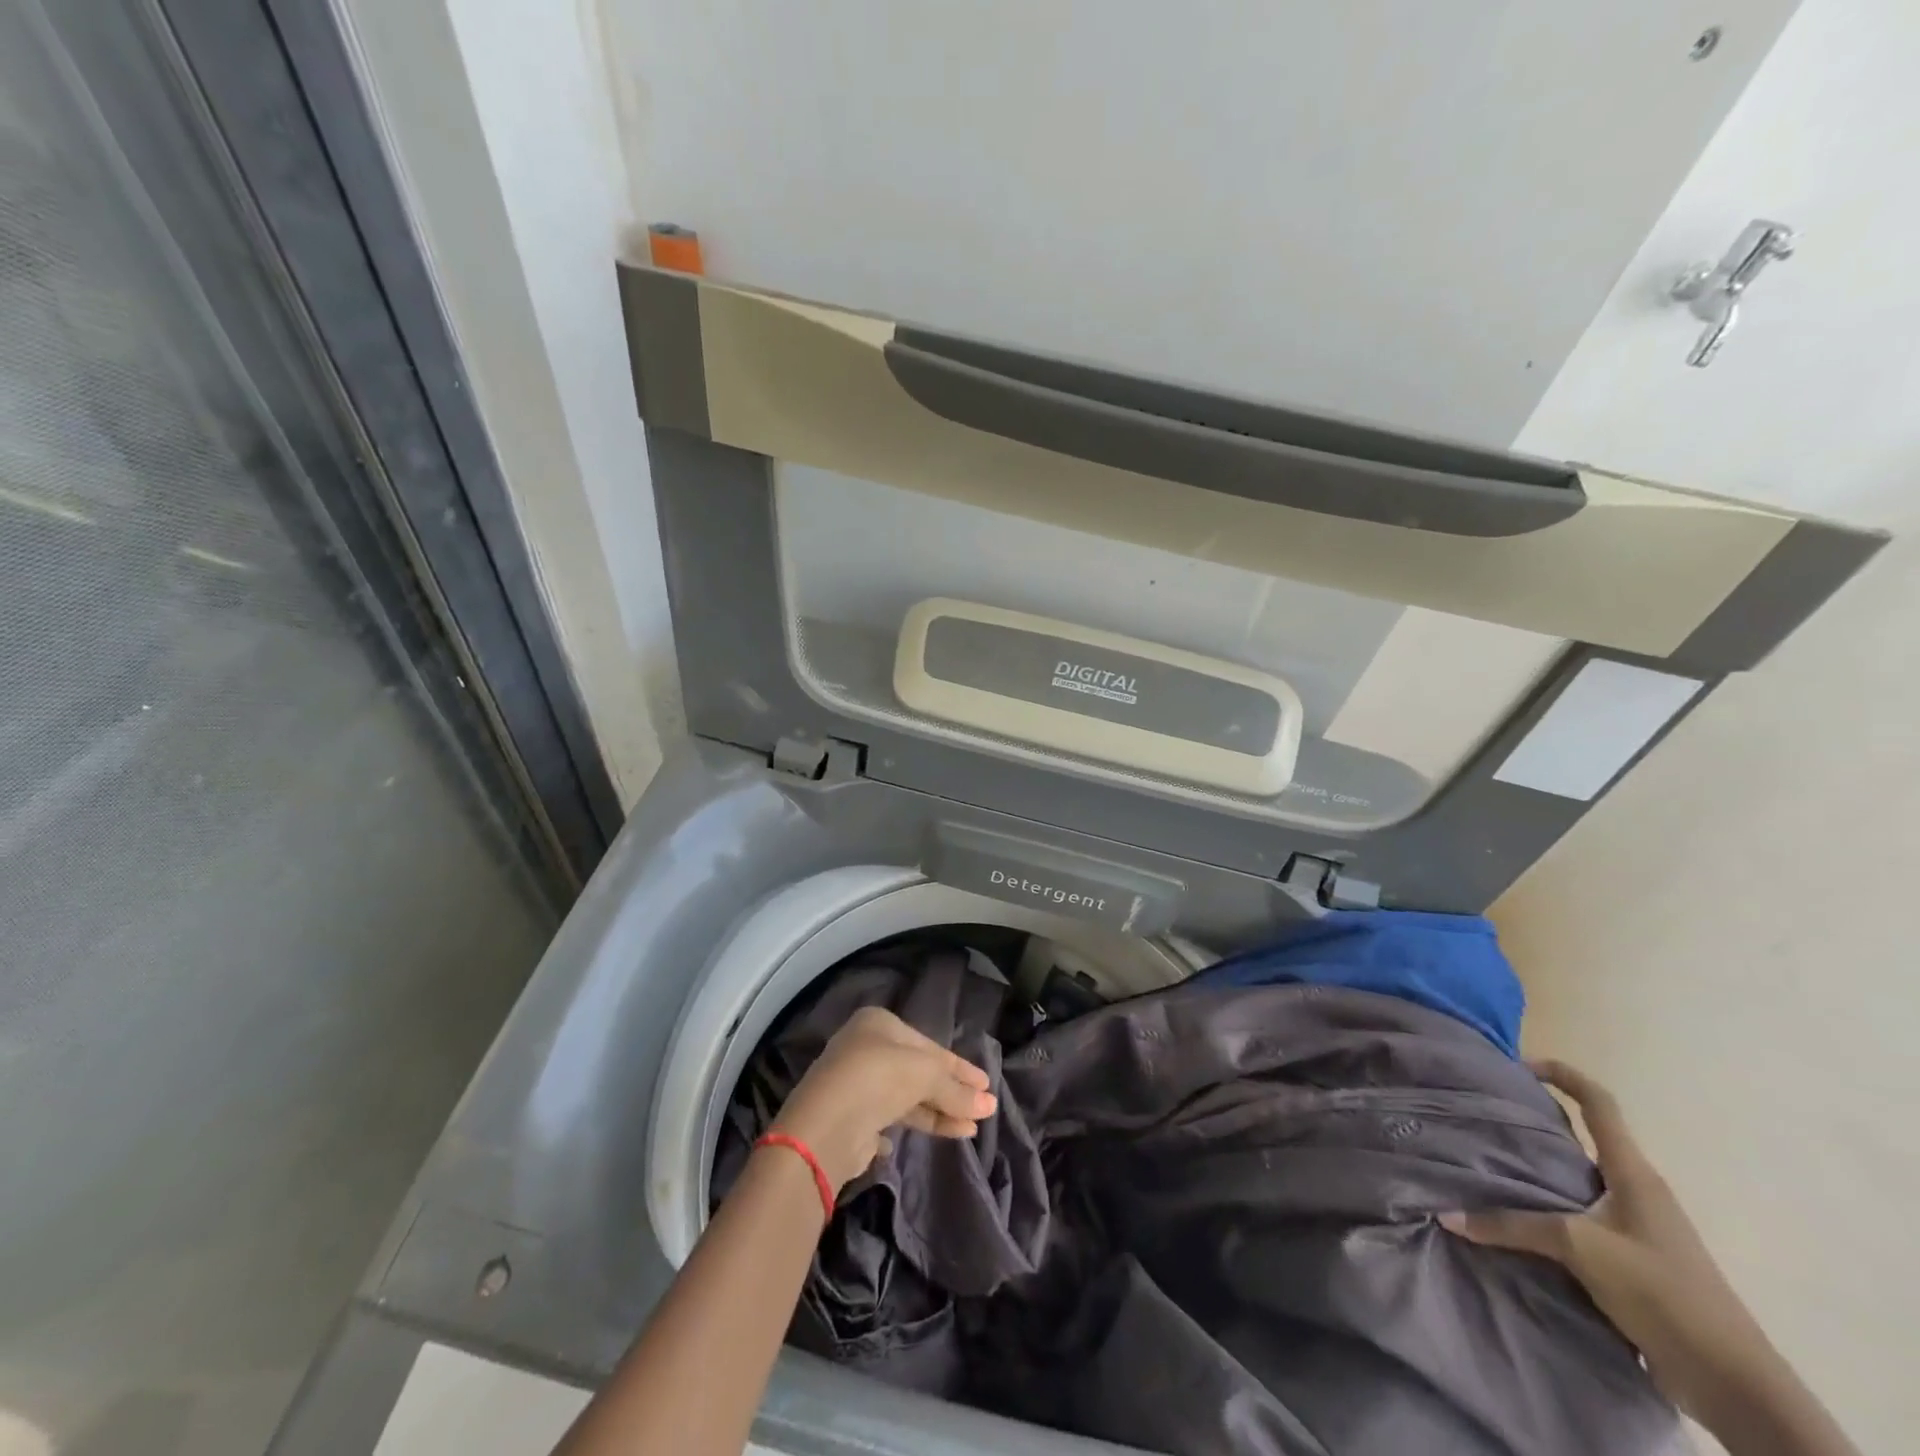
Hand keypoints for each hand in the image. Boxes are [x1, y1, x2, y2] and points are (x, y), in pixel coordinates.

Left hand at [769, 1006, 997, 1193]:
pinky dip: (911, 1126)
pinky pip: (890, 1119)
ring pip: (907, 1097)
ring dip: (939, 1113)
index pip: (929, 1045)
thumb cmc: (878, 1078)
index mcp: (879, 1023)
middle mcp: (865, 1048)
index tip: (986, 1084)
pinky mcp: (851, 1119)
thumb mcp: (926, 1075)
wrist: (825, 1127)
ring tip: (970, 1129)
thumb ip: (956, 1090)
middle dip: (951, 1093)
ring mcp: (856, 1084)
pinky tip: (929, 1137)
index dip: (960, 1066)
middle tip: (983, 1110)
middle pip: (918, 1071)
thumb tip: (989, 1105)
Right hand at [1443, 1061, 1860, 1455]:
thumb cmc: (1662, 1292)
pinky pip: (1580, 1217)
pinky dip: (1548, 1211)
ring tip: (1489, 1166)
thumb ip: (1513, 1227)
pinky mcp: (1633, 1260)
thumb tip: (1448, 1216)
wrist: (1733, 1383)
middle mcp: (1637, 1189)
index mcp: (1633, 1172)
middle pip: (1583, 1138)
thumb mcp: (1581, 1249)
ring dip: (1539, 1172)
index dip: (1562, 1074)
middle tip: (1486, 1118)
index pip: (1599, 1102)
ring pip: (1577, 1180)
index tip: (1518, 1066)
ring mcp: (1638, 1226)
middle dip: (1536, 1124)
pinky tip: (1517, 1221)